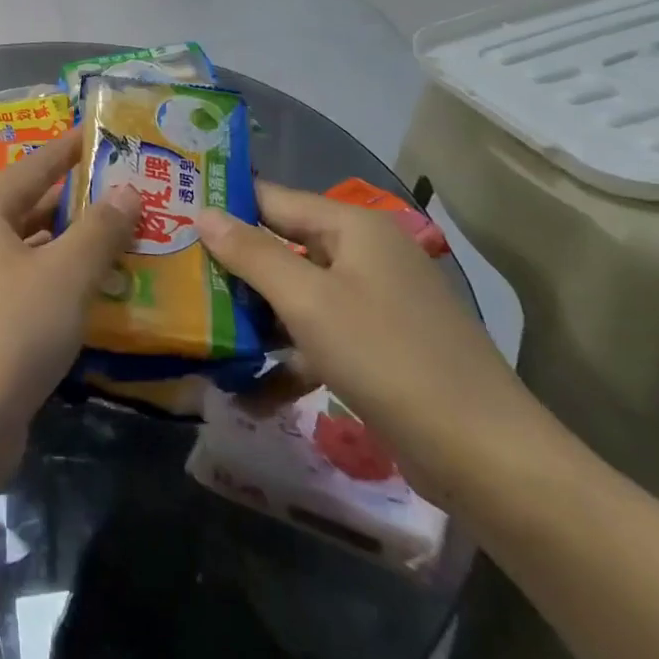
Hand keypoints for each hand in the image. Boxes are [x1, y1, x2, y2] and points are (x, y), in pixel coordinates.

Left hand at [0, 129, 141, 478]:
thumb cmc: (7, 333)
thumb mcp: (65, 276)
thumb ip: (100, 230)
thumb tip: (126, 190)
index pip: (33, 166)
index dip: (69, 148)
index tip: (101, 133)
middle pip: (32, 209)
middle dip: (81, 203)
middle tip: (134, 193)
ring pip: (33, 254)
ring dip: (76, 250)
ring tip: (130, 241)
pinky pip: (28, 292)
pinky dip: (62, 289)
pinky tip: (100, 299)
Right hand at [198, 182, 561, 505]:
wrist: (488, 458)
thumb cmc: (387, 358)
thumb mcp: (308, 302)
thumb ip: (251, 254)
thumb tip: (202, 213)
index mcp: (352, 228)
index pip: (271, 200)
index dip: (223, 208)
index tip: (170, 219)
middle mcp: (363, 255)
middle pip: (281, 247)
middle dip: (230, 267)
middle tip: (173, 277)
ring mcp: (372, 303)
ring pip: (294, 295)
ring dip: (251, 316)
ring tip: (196, 330)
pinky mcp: (376, 348)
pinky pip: (316, 337)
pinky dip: (284, 358)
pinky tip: (244, 391)